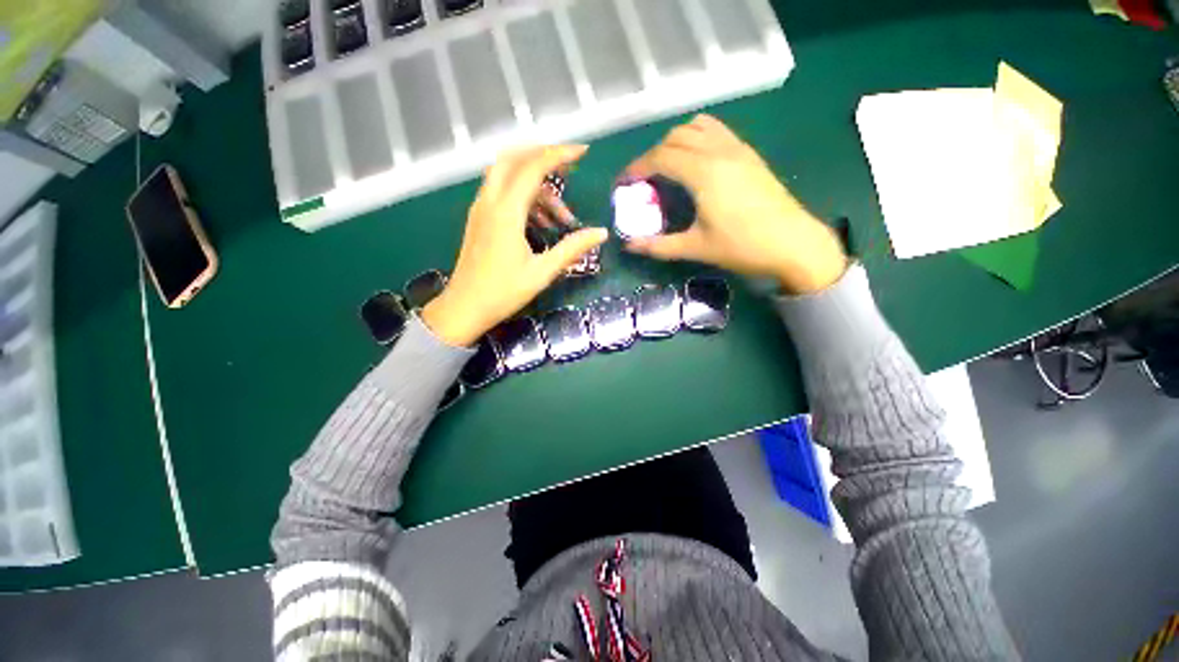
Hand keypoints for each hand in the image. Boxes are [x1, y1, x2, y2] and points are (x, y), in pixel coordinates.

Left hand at [423, 145, 608, 346]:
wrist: (464, 308)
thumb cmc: (503, 293)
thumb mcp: (542, 272)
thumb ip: (572, 249)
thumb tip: (601, 233)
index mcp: (506, 212)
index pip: (533, 167)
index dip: (559, 155)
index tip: (583, 153)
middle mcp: (490, 202)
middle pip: (514, 158)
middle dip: (544, 157)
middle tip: (570, 171)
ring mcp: (481, 208)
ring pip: (507, 175)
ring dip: (535, 183)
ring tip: (560, 217)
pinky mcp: (479, 218)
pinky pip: (501, 192)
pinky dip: (523, 196)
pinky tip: (540, 222)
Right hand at [623, 115, 847, 293]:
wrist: (793, 243)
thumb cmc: (742, 247)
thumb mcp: (695, 248)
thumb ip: (658, 246)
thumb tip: (629, 246)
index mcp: (703, 172)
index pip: (660, 157)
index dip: (637, 167)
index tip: (623, 182)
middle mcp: (718, 151)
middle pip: (675, 137)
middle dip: (653, 155)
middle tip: (644, 180)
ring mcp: (737, 148)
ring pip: (697, 126)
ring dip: (675, 141)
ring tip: (668, 167)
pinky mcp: (749, 153)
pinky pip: (717, 131)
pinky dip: (697, 137)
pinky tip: (696, 162)